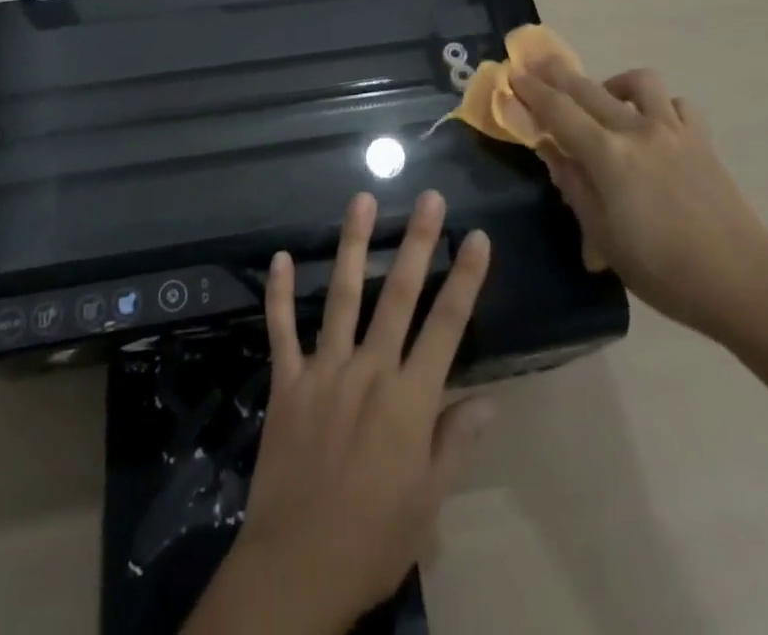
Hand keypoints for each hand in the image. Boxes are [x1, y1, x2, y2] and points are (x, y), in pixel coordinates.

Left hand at [187, 192, 494, 634]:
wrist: (296, 569)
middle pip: (397, 294)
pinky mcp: (288, 382)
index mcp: (410, 400)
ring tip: (362, 200)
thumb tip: (489, 399)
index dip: (465, 278)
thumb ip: (455, 443)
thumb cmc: (373, 540)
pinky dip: (278, 294)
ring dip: (353, 244)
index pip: (446, 326)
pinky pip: (281, 330)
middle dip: (417, 242)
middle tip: (429, 198)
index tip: (478, 237)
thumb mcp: (428, 503)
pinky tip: (277, 257)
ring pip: (340, 295)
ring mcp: (325, 371)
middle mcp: (369, 371)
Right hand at [511, 61, 767, 344]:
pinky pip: (676, 104)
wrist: (742, 282)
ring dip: (612, 83)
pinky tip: (652, 123)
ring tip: (603, 98)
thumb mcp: (604, 237)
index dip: (532, 92)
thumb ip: (574, 186)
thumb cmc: (662, 270)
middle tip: (537, 66)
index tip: (512, 76)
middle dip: (557, 74)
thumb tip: (552, 150)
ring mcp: (674, 130)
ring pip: (638, 82)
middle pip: (589, 89)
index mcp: (608, 155)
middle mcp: (638, 130)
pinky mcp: (702, 139)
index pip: (558, 111)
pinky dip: (658, 105)